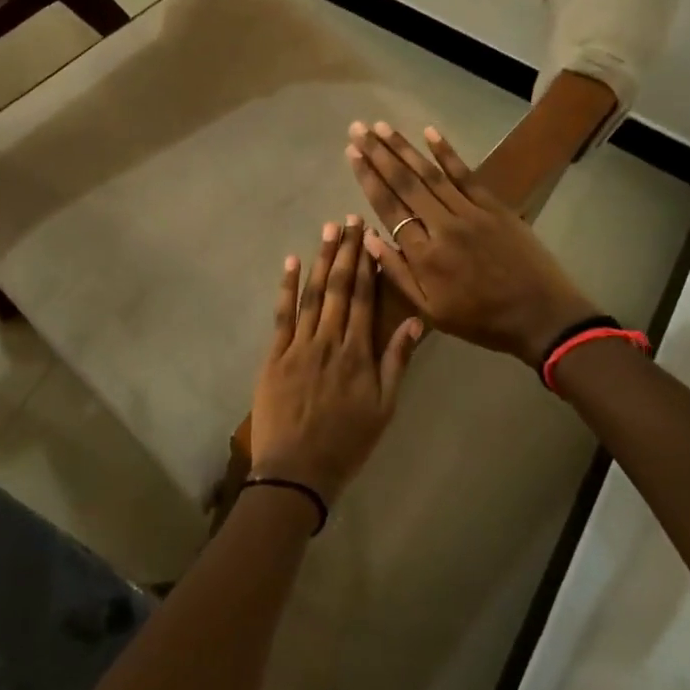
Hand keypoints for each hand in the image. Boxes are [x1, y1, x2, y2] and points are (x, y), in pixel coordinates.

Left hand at [250, 219, 422, 504]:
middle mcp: (330, 340)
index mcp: (358, 352)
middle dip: (344, 251)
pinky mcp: (275, 356)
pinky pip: (282, 315)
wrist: (298, 470)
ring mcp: (299, 346)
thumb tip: (414, 321)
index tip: (369, 235)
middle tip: (348, 219)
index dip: (366, 264)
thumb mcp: (385, 407)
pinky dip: (286, 288)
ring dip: (320, 260)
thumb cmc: (347, 442)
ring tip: (327, 230)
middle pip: (338, 288)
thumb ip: (397, 361)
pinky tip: (290, 262)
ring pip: (312, 295)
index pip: (363, 298)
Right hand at [347, 122, 596, 366]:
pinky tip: (429, 132)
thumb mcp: (431, 311)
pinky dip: (446, 152)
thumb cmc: (481, 320)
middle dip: (378, 154)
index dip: (368, 179)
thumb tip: (368, 238)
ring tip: (382, 126)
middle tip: (358, 129)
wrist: (540, 316)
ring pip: (430, 174)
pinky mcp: (494, 207)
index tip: (352, 154)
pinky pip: (465, 174)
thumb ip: (398, 274)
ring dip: (404, 148)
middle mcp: (443, 226)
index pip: (388, 208)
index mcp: (424, 256)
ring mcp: (470, 213)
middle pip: (405, 183)